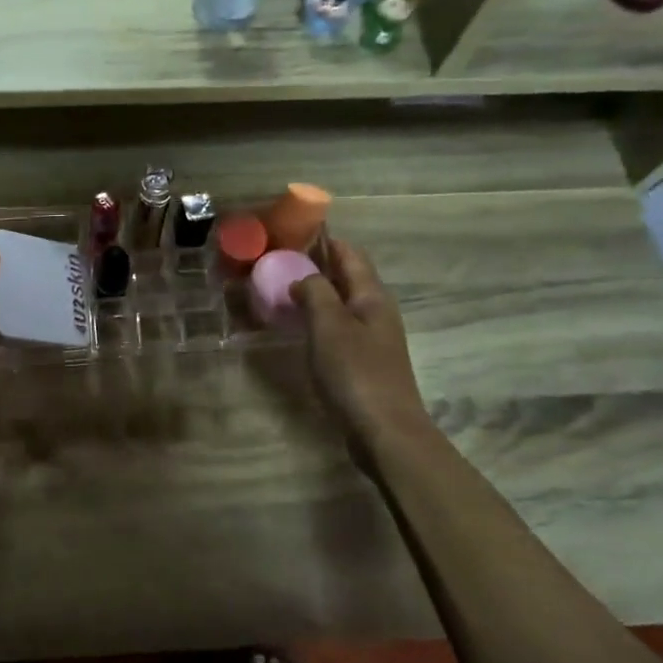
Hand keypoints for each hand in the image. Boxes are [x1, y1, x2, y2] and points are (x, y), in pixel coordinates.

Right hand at [292, 239, 432, 451]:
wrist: (385, 430)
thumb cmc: (356, 372)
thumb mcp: (329, 325)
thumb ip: (315, 293)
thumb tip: (302, 277)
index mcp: (372, 295)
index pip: (349, 253)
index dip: (324, 239)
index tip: (292, 232)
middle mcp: (375, 311)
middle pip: (346, 277)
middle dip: (316, 265)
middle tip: (277, 262)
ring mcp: (371, 338)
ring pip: (341, 303)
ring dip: (314, 293)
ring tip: (281, 291)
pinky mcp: (363, 362)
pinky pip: (337, 328)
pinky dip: (317, 319)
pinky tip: (297, 328)